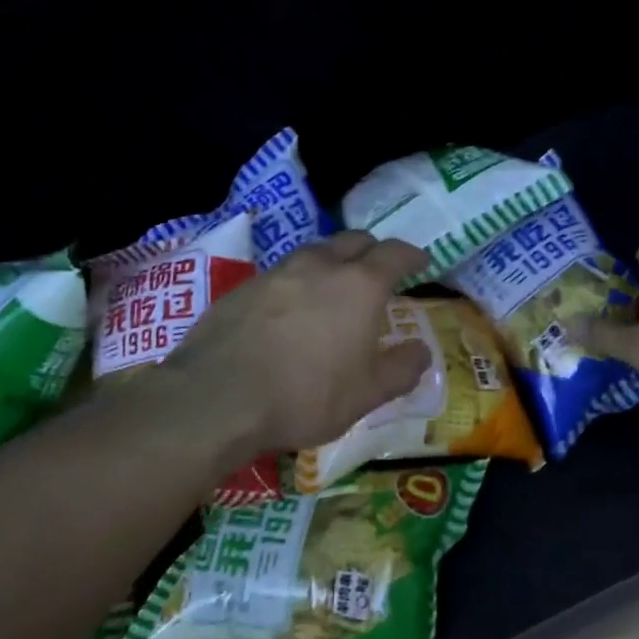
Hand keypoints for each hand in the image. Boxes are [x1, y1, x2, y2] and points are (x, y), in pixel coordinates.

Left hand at [164, 232, 432, 453]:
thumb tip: (421, 352)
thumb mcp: (367, 394)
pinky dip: (297, 281)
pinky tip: (290, 309)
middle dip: (372, 250)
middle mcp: (321, 266)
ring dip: (332, 261)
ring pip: (315, 251)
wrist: (218, 398)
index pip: (395, 254)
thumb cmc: (306, 394)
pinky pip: (281, 273)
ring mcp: (278, 272)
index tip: (421, 262)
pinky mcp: (243, 287)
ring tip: (333, 286)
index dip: (412, 255)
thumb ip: (401, 369)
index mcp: (360, 285)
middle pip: (354, 240)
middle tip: (378, 271)